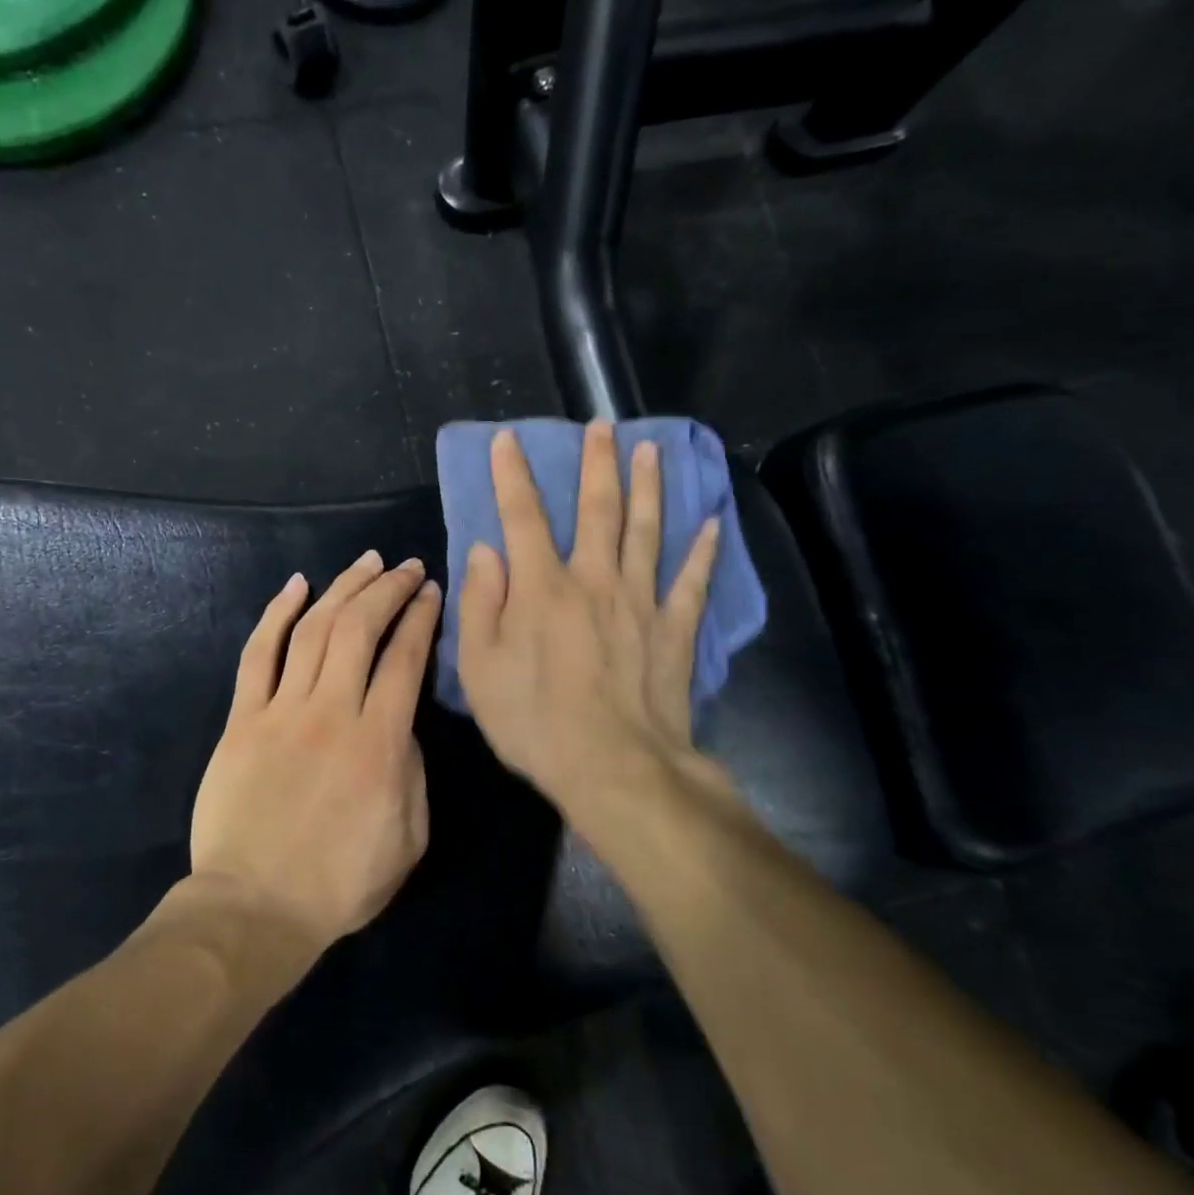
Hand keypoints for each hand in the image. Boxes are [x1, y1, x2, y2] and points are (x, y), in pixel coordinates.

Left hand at [190, 551, 441, 952]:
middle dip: (388, 589)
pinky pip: (260, 653)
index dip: (421, 617)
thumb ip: (412, 769)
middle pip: (361, 628)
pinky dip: (277, 613)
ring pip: (315, 630)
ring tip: (366, 563)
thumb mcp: (409, 837)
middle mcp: (331, 711)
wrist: (255, 906)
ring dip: (343, 588)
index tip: (430, 592)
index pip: (405, 658)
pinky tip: (297, 585)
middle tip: (406, 567)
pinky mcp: (243, 718)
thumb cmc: (340, 882)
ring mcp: (282, 710)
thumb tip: (400, 722)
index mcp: (379, 742)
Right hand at [456, 422, 727, 812]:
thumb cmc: (535, 721)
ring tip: (652, 450)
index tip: (509, 440)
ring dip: (648, 487)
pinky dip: (703, 552)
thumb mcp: (480, 668)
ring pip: (646, 531)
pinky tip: (713, 524)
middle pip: (597, 510)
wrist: (615, 769)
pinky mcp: (674, 631)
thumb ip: (481, 604)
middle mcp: (594, 580)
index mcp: (542, 588)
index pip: (523, 517)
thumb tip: (486, 551)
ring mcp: (640, 603)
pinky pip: (692, 583)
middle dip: (596, 464)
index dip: (513, 475)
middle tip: (602, 425)